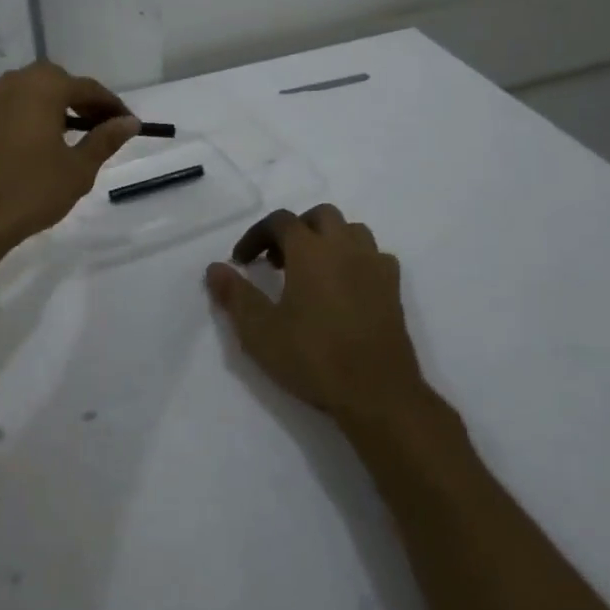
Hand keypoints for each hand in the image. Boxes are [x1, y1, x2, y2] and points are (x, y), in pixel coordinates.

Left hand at [0, 61, 141, 249]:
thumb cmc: (31, 190)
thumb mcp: (78, 169)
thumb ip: (105, 140)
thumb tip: (129, 122)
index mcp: (43, 88)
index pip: (87, 88)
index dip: (111, 105)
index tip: (127, 124)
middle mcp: (13, 83)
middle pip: (55, 80)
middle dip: (79, 99)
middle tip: (97, 125)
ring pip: (27, 91)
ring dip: (50, 105)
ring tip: (66, 133)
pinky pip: (6, 108)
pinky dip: (24, 116)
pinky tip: (32, 143)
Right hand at [206, 205, 426, 431]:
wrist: (378, 394)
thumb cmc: (313, 358)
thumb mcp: (260, 331)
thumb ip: (235, 295)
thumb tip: (215, 268)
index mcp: (310, 250)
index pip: (280, 221)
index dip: (256, 235)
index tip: (241, 261)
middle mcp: (345, 247)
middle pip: (320, 216)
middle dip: (296, 229)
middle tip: (277, 260)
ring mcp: (375, 266)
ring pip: (352, 230)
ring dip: (329, 239)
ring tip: (312, 269)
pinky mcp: (395, 290)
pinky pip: (375, 256)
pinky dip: (357, 259)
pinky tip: (346, 285)